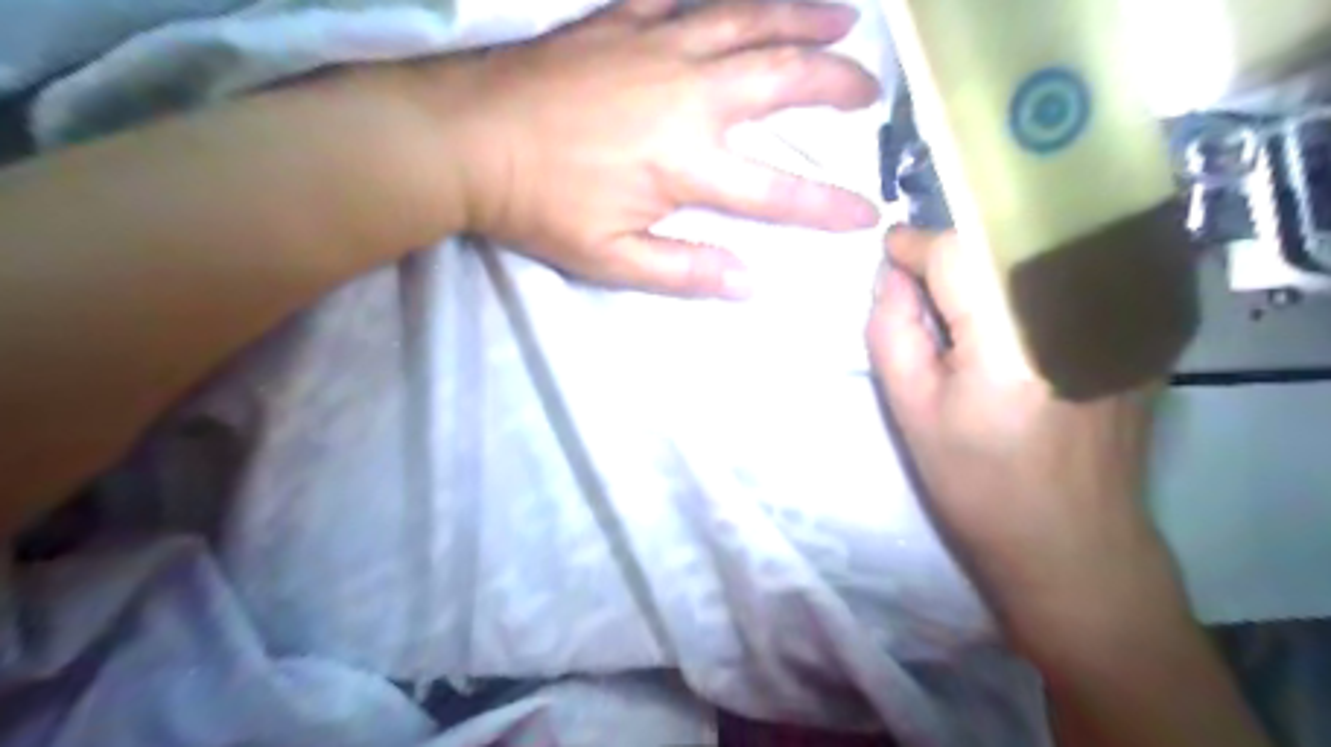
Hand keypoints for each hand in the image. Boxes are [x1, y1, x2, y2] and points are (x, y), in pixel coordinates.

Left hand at [405, 0, 881, 296]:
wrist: (466, 140)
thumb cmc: (539, 208)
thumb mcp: (612, 261)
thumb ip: (685, 271)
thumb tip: (751, 283)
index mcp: (687, 164)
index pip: (777, 190)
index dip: (827, 204)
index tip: (867, 212)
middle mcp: (687, 96)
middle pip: (781, 80)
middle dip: (836, 84)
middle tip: (870, 88)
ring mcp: (657, 47)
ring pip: (748, 21)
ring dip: (802, 18)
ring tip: (844, 18)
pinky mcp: (623, 21)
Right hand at [871, 229, 1190, 641]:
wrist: (1073, 544)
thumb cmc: (979, 485)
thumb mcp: (911, 412)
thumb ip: (891, 331)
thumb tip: (891, 276)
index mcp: (1013, 342)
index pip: (958, 253)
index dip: (917, 245)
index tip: (889, 249)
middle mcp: (1079, 314)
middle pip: (1003, 242)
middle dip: (953, 252)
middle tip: (921, 284)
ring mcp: (1123, 321)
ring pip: (1039, 252)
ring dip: (990, 263)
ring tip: (963, 301)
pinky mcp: (1141, 334)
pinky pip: (1072, 276)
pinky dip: (1028, 281)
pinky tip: (1012, 319)